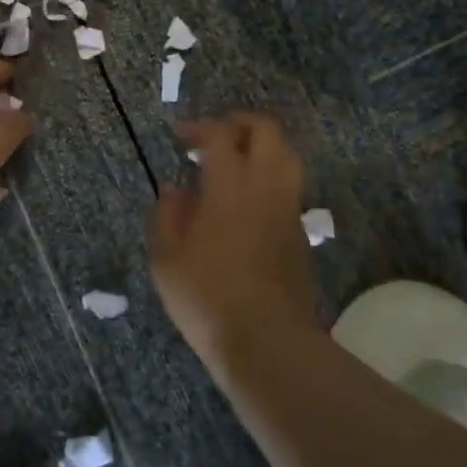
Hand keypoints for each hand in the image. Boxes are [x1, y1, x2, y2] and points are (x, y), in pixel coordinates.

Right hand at [150, 113, 320, 377]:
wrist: (268, 342)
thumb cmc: (208, 297)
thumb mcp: (166, 258)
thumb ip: (166, 214)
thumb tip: (176, 189)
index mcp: (229, 184)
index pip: (220, 134)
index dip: (199, 128)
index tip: (179, 136)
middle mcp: (265, 185)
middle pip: (265, 131)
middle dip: (239, 123)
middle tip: (214, 136)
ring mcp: (288, 208)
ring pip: (285, 156)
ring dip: (260, 148)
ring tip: (234, 163)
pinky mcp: (300, 233)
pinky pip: (288, 186)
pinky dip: (268, 178)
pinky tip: (246, 201)